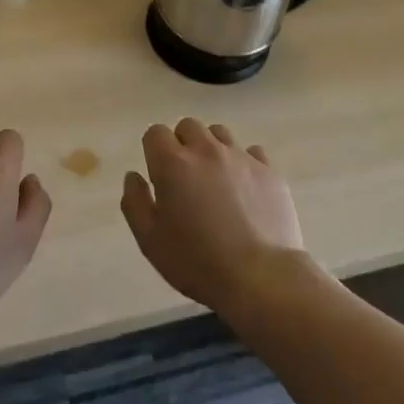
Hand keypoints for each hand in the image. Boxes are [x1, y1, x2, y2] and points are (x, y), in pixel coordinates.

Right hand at [121, 118, 307, 321]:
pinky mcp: (270, 170)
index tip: (158, 175)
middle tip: (185, 177)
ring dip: (212, 148)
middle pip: (188, 126)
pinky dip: (244, 162)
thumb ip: (135, 202)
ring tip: (215, 179)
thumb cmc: (197, 262)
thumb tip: (133, 176)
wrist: (261, 277)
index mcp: (173, 163)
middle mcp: (206, 150)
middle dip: (182, 144)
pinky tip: (245, 188)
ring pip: (220, 133)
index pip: (155, 133)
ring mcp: (241, 157)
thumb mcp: (150, 240)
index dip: (153, 151)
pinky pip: (252, 151)